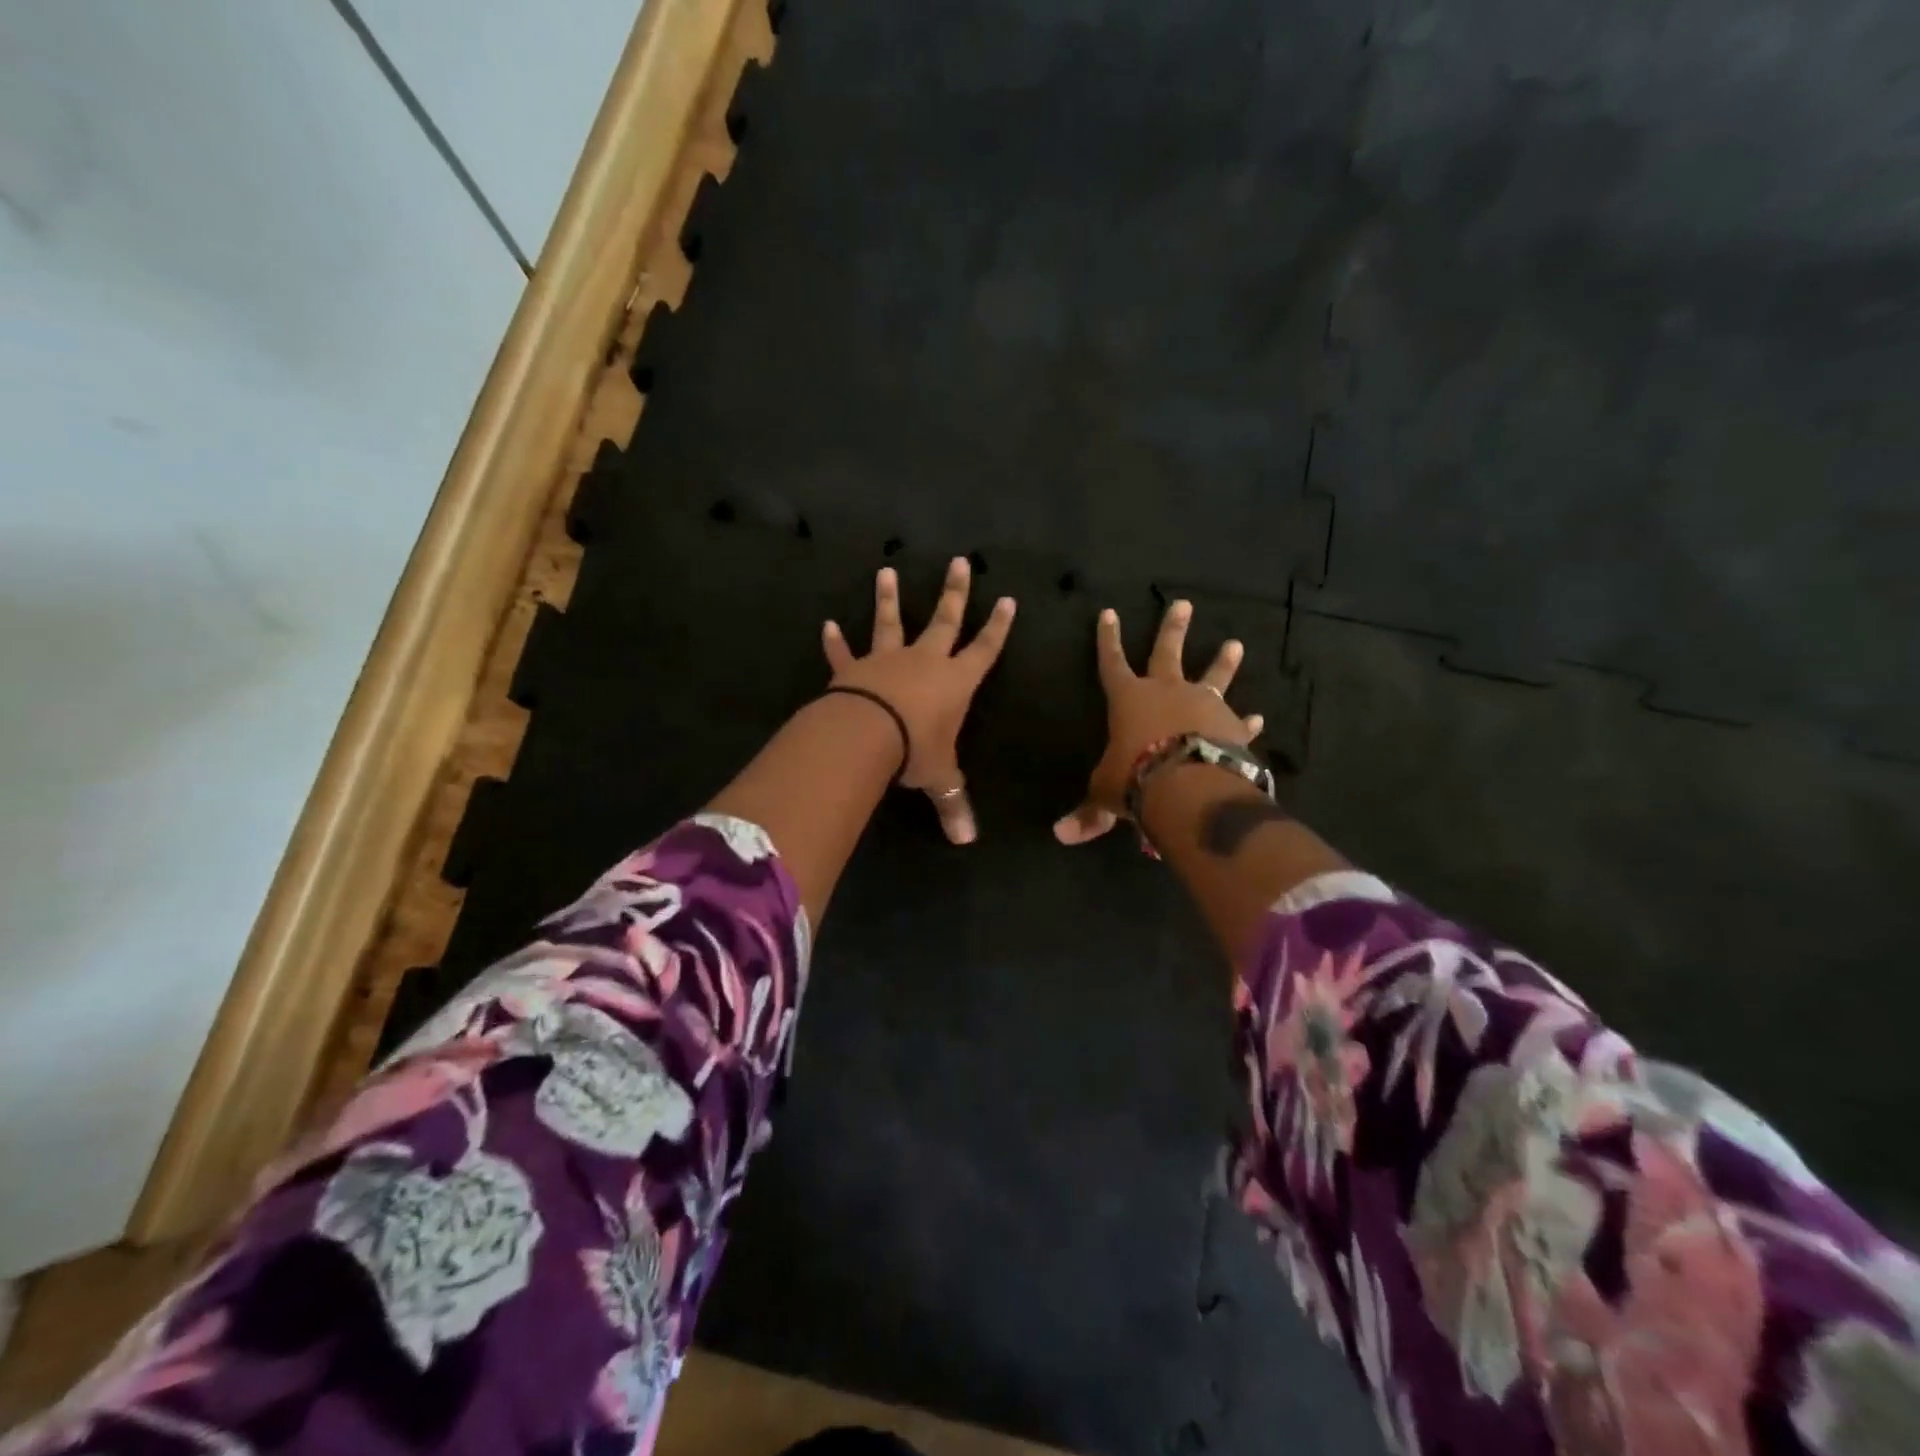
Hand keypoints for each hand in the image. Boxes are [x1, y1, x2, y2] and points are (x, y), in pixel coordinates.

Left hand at [823, 556, 1016, 844]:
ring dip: (889, 598)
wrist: (867, 734)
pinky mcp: (854, 668)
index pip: (985, 649)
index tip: (1007, 599)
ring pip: (890, 622)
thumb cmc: (915, 750)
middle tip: (959, 562)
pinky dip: (835, 641)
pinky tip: (826, 624)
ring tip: (886, 570)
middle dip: (954, 593)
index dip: (998, 627)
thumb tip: (967, 842)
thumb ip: (954, 804)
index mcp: (956, 682)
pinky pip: (844, 652)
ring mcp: (887, 659)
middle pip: (945, 620)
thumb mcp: (939, 778)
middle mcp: (925, 661)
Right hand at [1054, 599, 1265, 845]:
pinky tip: (1258, 718)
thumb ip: (1089, 812)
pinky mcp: (1231, 726)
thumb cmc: (1136, 778)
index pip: (1111, 661)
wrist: (1191, 786)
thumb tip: (1060, 835)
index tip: (1108, 612)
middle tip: (1183, 604)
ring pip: (1214, 676)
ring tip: (1235, 643)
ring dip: (1223, 661)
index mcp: (1129, 698)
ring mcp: (1203, 704)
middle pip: (1167, 652)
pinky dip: (1247, 721)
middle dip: (1173, 628)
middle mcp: (1167, 691)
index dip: (1107, 639)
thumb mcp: (1106, 794)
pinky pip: (1239, 721)